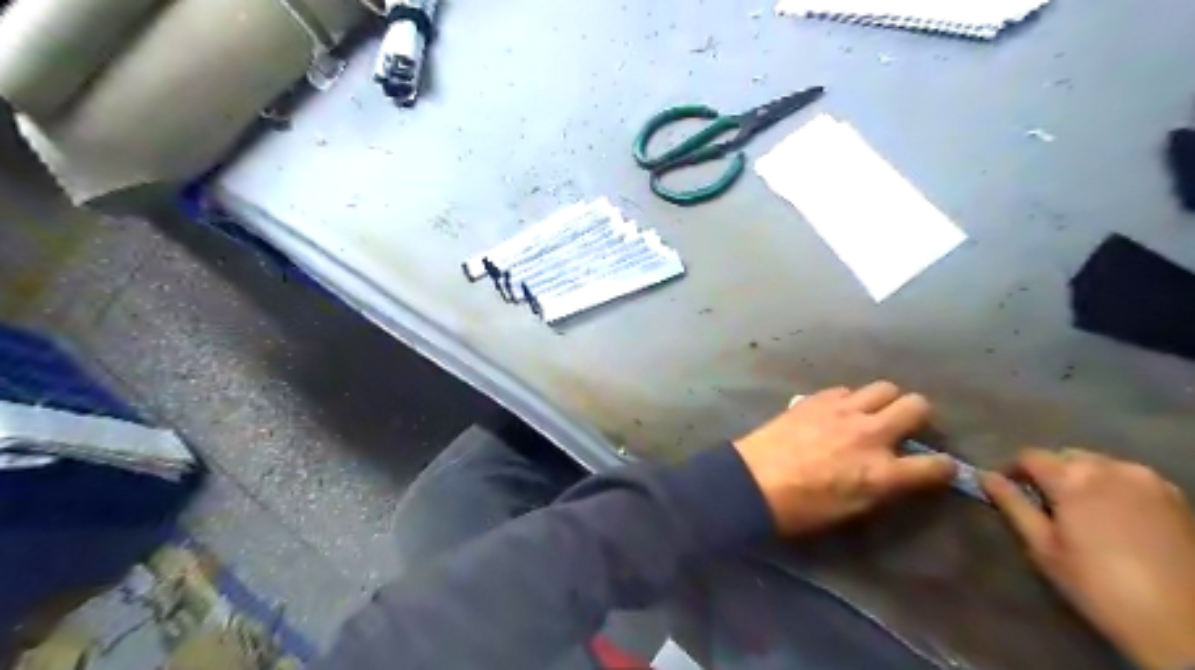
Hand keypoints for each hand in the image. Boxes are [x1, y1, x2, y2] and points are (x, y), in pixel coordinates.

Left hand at [734, 385, 959, 535]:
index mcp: (882, 472)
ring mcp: (842, 410)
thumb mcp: (852, 509)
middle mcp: (870, 433)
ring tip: (870, 414)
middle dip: (918, 415)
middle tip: (904, 427)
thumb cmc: (801, 508)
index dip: (943, 467)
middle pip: (917, 405)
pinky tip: (836, 412)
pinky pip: (846, 389)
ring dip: (884, 401)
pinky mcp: (817, 398)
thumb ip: (883, 487)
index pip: (936, 465)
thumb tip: (897, 473)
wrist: (753, 481)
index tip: (937, 467)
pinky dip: (849, 399)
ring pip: (884, 387)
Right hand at [984, 448, 1194, 669]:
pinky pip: (1130, 478)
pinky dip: (1113, 487)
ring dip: (1083, 478)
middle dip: (1050, 473)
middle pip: (1065, 456)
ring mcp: (1148, 480)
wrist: (1185, 624)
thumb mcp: (1043, 547)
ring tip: (1080, 510)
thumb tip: (986, 476)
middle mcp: (1110, 468)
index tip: (1007, 489)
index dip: (1013, 470)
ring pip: (1099, 465)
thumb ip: (1013, 505)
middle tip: (1044, 504)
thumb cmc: (1099, 585)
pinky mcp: (1175, 496)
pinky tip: (1114, 516)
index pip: (1029, 456)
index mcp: (1073, 478)